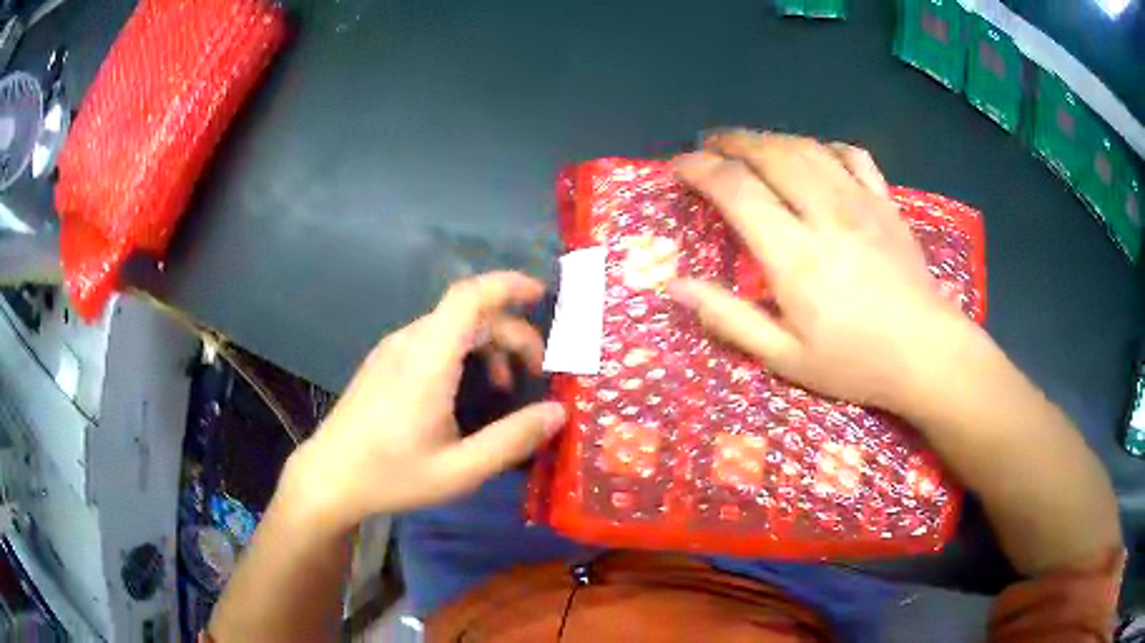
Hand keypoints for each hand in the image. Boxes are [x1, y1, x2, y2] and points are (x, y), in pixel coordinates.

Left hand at [282, 272, 565, 533]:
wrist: (329, 477)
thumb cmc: (392, 475)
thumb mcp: (460, 470)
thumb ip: (512, 440)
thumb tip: (558, 412)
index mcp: (427, 360)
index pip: (469, 296)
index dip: (508, 285)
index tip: (542, 296)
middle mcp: (409, 343)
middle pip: (469, 313)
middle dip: (511, 333)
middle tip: (535, 373)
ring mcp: (392, 350)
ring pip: (450, 326)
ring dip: (487, 343)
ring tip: (504, 384)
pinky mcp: (384, 362)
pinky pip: (432, 339)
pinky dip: (463, 350)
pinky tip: (466, 389)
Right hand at [668, 130, 976, 411]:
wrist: (928, 354)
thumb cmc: (856, 363)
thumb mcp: (785, 357)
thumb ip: (730, 319)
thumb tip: (676, 287)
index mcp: (795, 256)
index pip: (736, 190)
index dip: (699, 170)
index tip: (678, 167)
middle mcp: (825, 215)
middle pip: (770, 154)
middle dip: (730, 142)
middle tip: (708, 145)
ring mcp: (860, 203)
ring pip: (806, 148)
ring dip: (770, 138)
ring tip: (748, 144)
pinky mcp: (886, 203)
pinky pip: (851, 156)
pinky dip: (824, 146)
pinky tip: (813, 154)